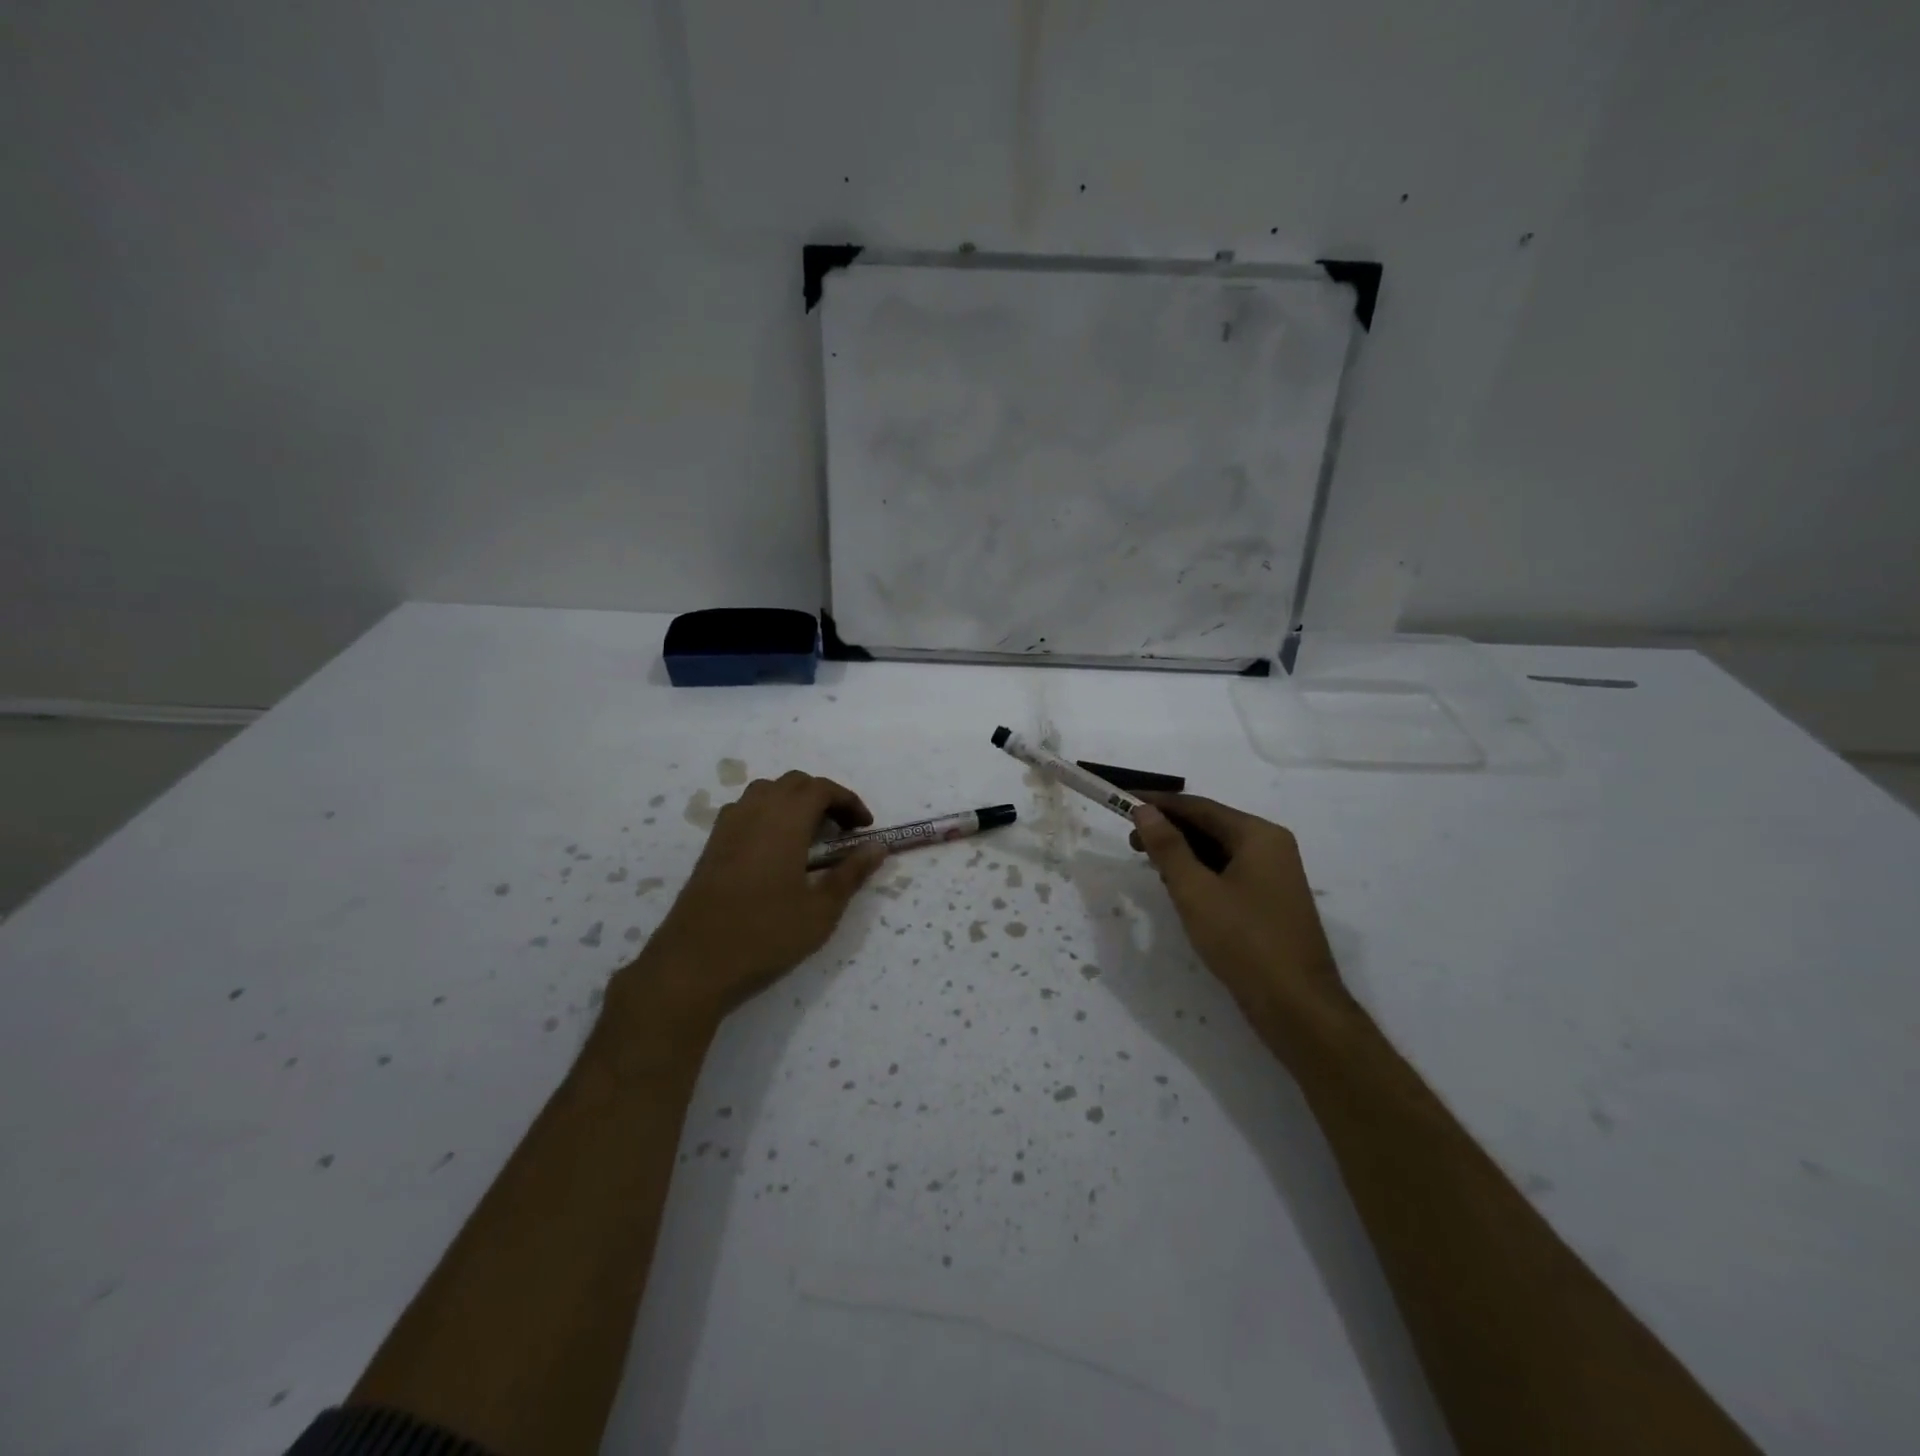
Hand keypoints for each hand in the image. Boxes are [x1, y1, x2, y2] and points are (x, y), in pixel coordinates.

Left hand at [630, 771, 888, 1026]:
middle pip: (794, 783)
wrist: (694, 962)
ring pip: (766, 792)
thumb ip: (851, 873)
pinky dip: (768, 814)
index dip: (848, 801)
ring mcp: (728, 825)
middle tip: (842, 830)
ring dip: (793, 802)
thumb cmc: (766, 935)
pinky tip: (775, 849)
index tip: (865, 827)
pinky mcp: (711, 844)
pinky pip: (746, 810)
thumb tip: (877, 846)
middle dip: (823, 798)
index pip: (822, 789)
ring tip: (810, 835)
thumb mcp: (821, 910)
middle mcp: (755, 811)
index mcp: (785, 820)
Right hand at [1130, 793, 1347, 1024]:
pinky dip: (1201, 873)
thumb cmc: (1244, 941)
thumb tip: (1144, 810)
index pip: (1199, 806)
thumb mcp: (1195, 891)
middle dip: (1169, 830)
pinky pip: (1229, 873)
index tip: (1123, 801)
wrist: (1297, 1006)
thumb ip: (1167, 847)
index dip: (1159, 804)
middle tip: (1130, 842)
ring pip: (1218, 851)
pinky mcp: (1270, 901)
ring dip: (1183, 853)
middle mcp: (1271, 847)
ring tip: (1149, 865)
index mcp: (1258, 835)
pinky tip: (1179, 889)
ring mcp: (1274, 875)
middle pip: (1210, 825)